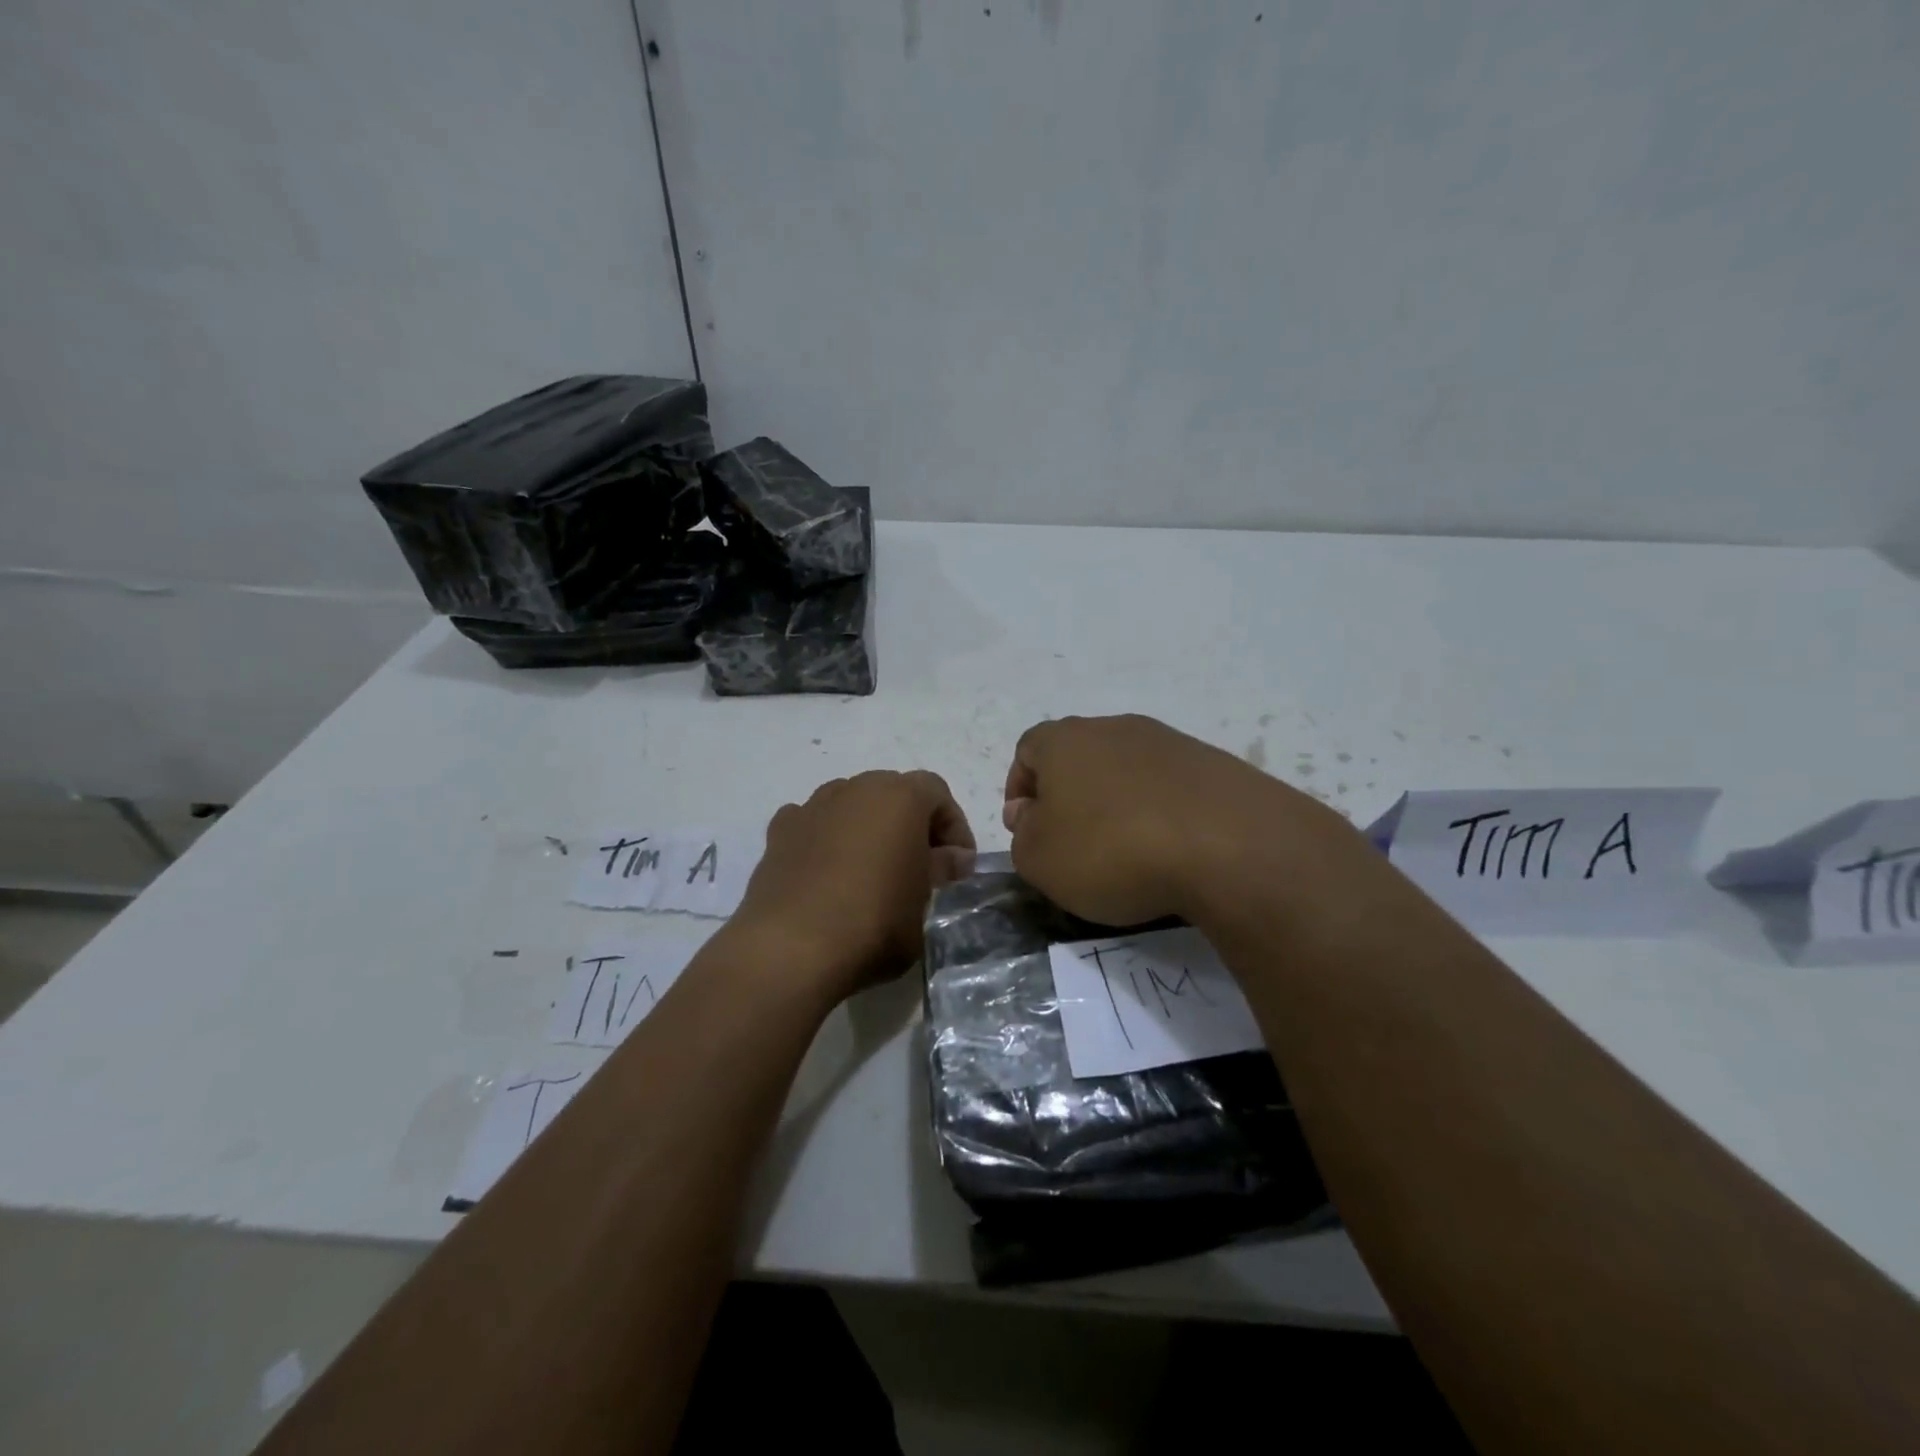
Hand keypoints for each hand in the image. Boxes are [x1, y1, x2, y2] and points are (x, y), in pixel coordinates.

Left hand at [729, 770, 975, 1003]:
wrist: (790, 948)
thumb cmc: (874, 923)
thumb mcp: (924, 903)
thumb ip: (939, 871)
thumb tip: (952, 856)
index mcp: (899, 797)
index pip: (937, 793)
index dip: (954, 827)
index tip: (958, 866)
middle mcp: (855, 789)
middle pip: (892, 793)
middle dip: (911, 823)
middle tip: (920, 866)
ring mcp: (812, 807)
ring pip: (851, 805)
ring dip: (867, 828)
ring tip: (872, 870)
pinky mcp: (779, 832)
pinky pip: (814, 824)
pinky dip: (827, 839)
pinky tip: (828, 874)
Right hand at [1003, 714, 1341, 924]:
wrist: (1227, 844)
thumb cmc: (1111, 849)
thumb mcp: (1040, 860)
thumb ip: (1022, 836)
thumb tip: (1031, 815)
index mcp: (1064, 740)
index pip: (1027, 750)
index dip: (1019, 788)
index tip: (1026, 828)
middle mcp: (1114, 727)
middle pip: (1078, 756)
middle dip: (1068, 795)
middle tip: (1072, 841)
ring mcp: (1168, 741)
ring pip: (1126, 769)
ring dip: (1116, 803)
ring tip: (1125, 851)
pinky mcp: (1212, 764)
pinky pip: (1169, 786)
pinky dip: (1159, 812)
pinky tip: (1168, 849)